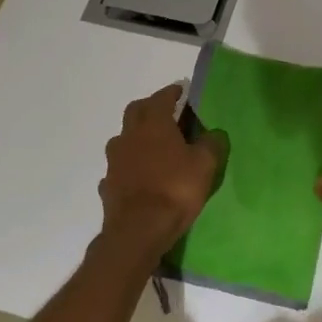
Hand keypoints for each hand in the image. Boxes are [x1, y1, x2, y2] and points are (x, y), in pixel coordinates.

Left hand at [98, 85, 219, 268]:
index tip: (181, 90)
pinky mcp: (108, 184)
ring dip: (137, 136)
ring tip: (153, 146)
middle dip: (150, 107)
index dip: (173, 92)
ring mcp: (114, 161)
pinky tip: (139, 175)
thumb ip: (210, 144)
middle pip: (136, 111)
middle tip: (166, 113)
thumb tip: (213, 132)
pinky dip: (129, 165)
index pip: (161, 98)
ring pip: (123, 138)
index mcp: (154, 124)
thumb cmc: (175, 189)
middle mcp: (129, 136)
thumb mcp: (205, 164)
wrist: (138, 230)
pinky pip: (119, 167)